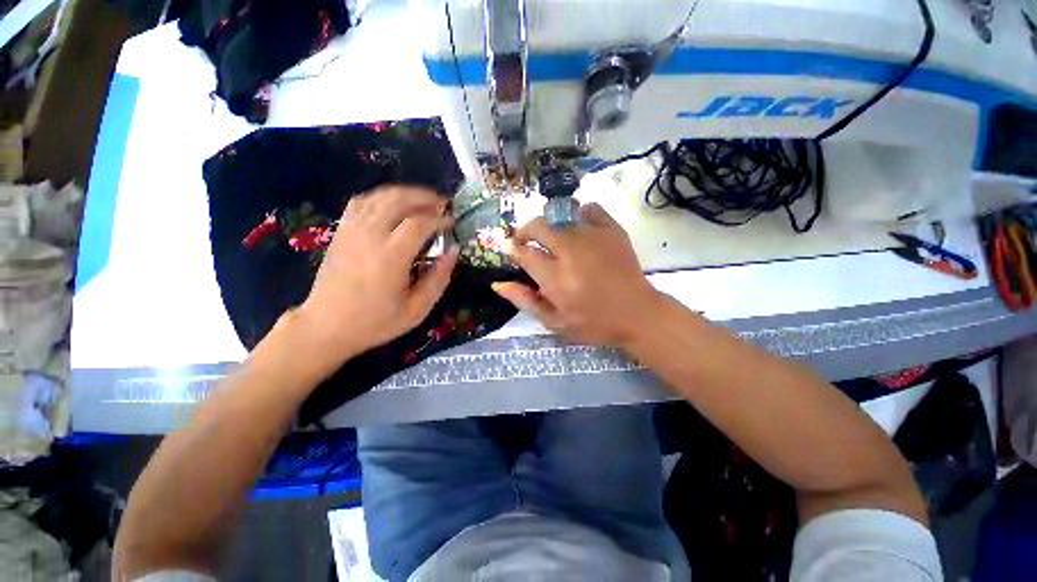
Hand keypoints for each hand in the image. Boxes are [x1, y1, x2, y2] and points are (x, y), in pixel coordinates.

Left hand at [289, 186, 456, 378]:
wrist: (326, 326)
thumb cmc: (375, 322)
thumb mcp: (417, 310)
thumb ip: (438, 279)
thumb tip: (453, 251)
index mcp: (390, 258)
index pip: (418, 223)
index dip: (439, 217)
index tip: (452, 220)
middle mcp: (369, 237)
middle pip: (398, 200)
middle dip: (424, 197)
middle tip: (442, 203)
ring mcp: (351, 231)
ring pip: (379, 197)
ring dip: (405, 193)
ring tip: (423, 199)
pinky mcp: (341, 232)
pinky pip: (361, 202)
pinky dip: (381, 196)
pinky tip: (393, 203)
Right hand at [493, 203, 664, 347]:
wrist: (637, 314)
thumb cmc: (593, 323)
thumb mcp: (554, 322)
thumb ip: (524, 301)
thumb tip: (498, 283)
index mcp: (556, 278)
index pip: (524, 253)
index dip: (513, 249)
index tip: (512, 250)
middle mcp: (571, 252)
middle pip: (538, 226)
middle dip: (525, 231)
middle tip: (527, 242)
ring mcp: (594, 236)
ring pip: (560, 215)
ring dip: (550, 225)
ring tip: (553, 240)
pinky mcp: (612, 229)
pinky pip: (589, 208)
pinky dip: (579, 215)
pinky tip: (578, 229)